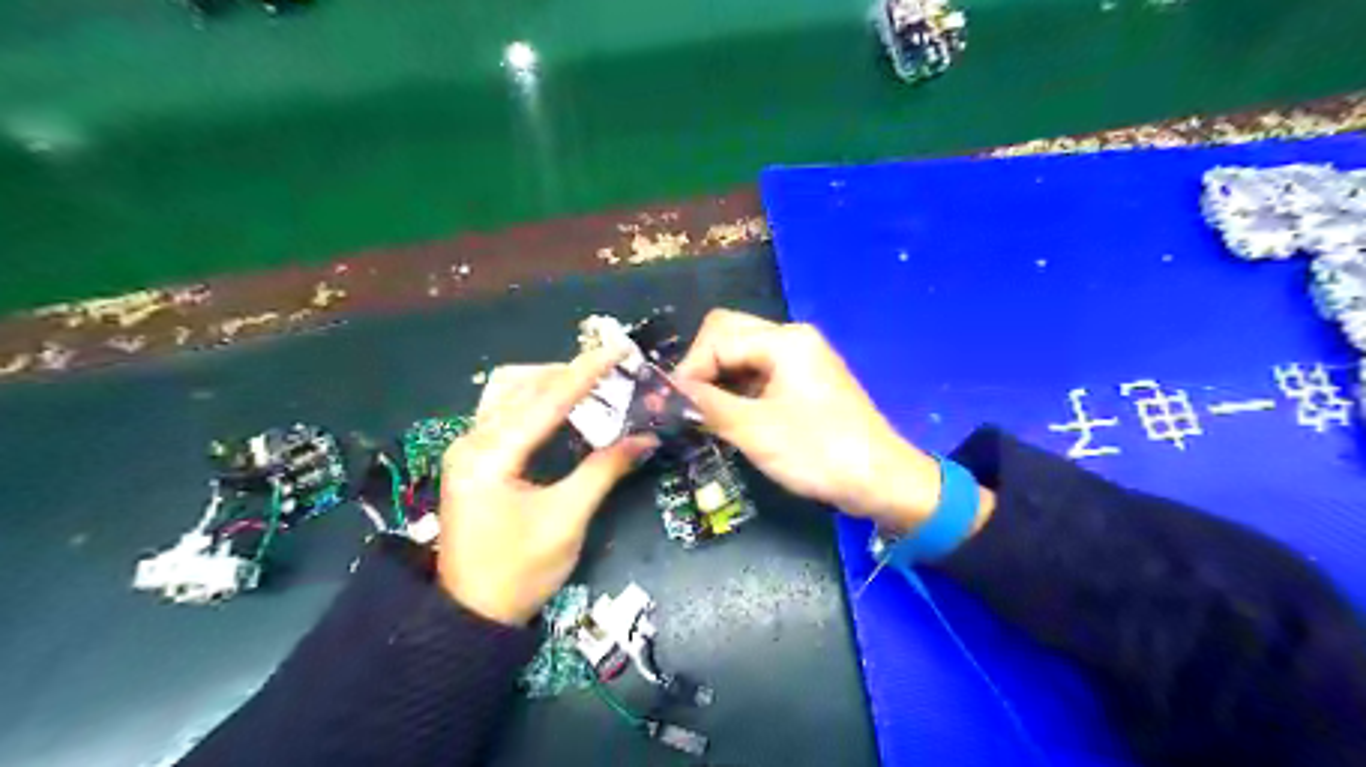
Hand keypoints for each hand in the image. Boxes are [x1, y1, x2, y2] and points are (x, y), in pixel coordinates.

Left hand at [433, 351, 652, 627]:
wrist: (470, 615)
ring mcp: (467, 449)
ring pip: (507, 393)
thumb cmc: (519, 573)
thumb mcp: (567, 521)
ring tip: (589, 386)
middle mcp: (471, 442)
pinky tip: (562, 408)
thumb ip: (604, 470)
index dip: (585, 373)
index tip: (617, 349)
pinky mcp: (473, 459)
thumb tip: (645, 436)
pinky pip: (504, 412)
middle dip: (565, 372)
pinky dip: (535, 402)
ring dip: (547, 383)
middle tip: (609, 372)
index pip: (545, 401)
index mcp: (489, 456)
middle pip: (519, 385)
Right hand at [672, 308, 970, 534]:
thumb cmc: (819, 453)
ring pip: (741, 355)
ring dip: (718, 380)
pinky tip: (727, 416)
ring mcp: (799, 359)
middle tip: (686, 405)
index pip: (717, 338)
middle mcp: (791, 340)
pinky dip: (737, 390)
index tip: (672, 405)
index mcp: (784, 341)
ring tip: (701, 414)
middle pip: (728, 335)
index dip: (689, 369)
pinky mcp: (802, 381)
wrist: (881, 481)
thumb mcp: (756, 431)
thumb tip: (663, 394)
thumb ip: (707, 406)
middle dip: (701, 367)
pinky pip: (757, 373)